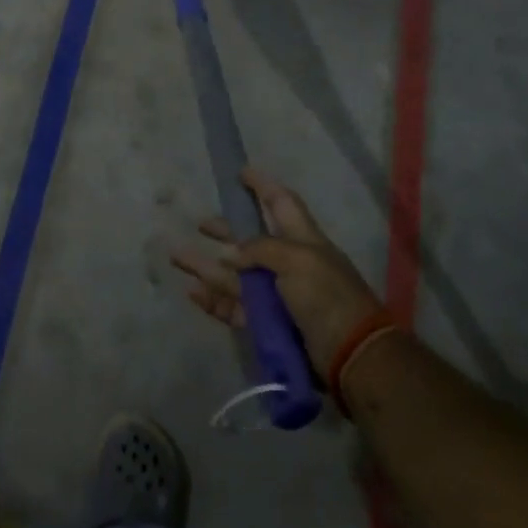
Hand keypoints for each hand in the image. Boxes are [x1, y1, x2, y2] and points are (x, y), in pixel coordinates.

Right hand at [170, 168, 386, 372]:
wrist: (351, 355)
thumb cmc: (327, 296)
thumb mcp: (297, 261)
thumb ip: (260, 249)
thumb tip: (230, 253)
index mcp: (303, 240)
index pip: (281, 203)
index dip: (262, 186)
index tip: (240, 173)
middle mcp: (288, 264)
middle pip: (252, 241)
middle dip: (227, 230)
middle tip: (200, 224)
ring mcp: (277, 296)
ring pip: (235, 276)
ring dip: (206, 266)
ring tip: (177, 257)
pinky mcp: (268, 325)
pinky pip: (234, 307)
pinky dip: (213, 300)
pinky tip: (192, 292)